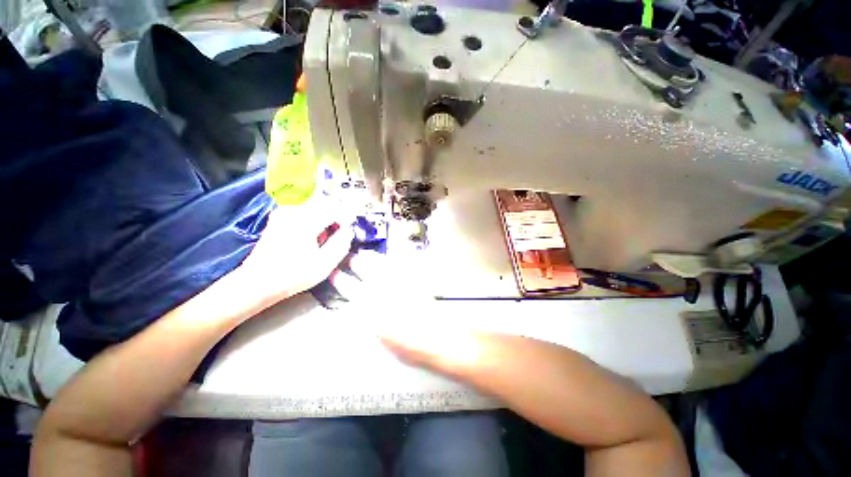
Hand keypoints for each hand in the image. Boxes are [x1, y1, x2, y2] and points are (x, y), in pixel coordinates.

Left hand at [239, 200, 352, 306]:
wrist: (257, 282)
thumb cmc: (293, 275)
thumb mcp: (323, 264)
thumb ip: (340, 245)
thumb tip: (349, 230)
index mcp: (306, 223)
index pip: (334, 210)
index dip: (347, 216)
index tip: (351, 226)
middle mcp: (294, 213)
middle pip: (323, 201)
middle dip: (337, 210)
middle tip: (343, 225)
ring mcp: (284, 213)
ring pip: (312, 201)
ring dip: (325, 210)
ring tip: (329, 226)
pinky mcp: (278, 218)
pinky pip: (301, 206)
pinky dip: (312, 211)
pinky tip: (314, 225)